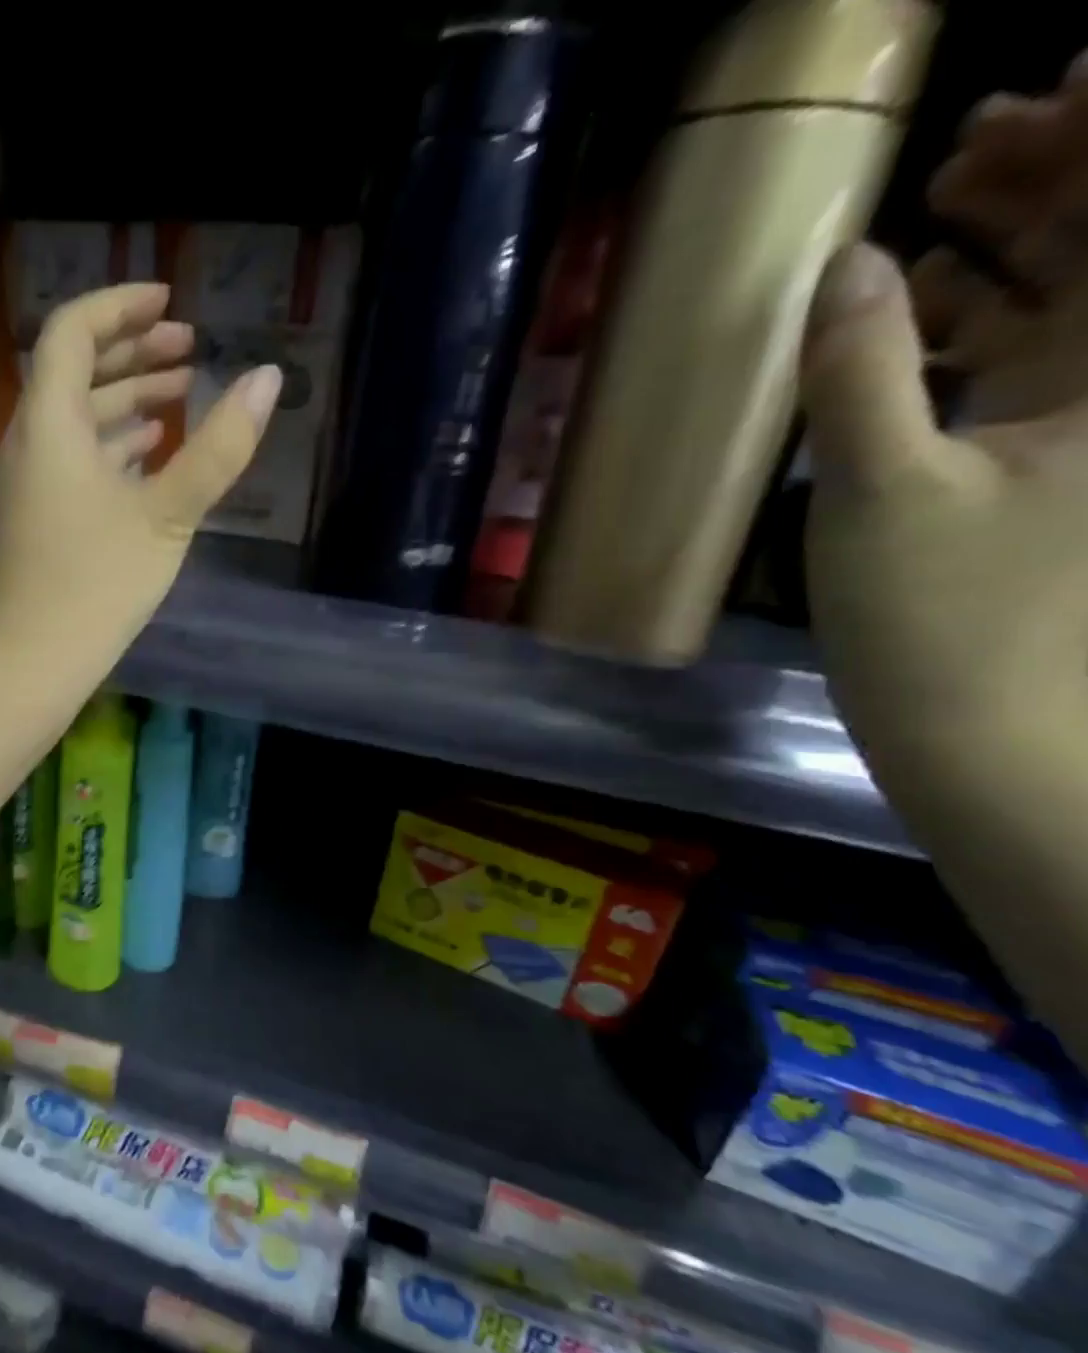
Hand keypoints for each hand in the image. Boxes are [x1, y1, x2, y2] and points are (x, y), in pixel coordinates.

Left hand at [0, 282, 281, 653]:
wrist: (35, 657)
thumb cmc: (99, 583)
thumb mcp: (168, 515)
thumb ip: (219, 448)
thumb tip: (268, 378)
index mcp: (50, 424)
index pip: (72, 332)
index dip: (119, 306)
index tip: (169, 300)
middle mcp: (31, 440)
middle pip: (75, 371)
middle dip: (133, 351)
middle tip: (189, 346)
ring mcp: (31, 480)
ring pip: (78, 418)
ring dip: (127, 398)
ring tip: (182, 393)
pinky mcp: (40, 513)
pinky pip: (75, 456)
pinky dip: (113, 442)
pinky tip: (151, 450)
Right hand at [800, 72, 1087, 776]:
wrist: (983, 726)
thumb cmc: (946, 617)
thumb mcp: (882, 491)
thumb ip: (860, 374)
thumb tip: (844, 262)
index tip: (1060, 70)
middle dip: (1063, 167)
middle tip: (973, 131)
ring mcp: (1084, 413)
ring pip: (1072, 287)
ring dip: (1012, 238)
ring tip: (935, 199)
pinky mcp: (1035, 453)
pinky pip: (1020, 353)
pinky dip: (970, 319)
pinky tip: (911, 308)